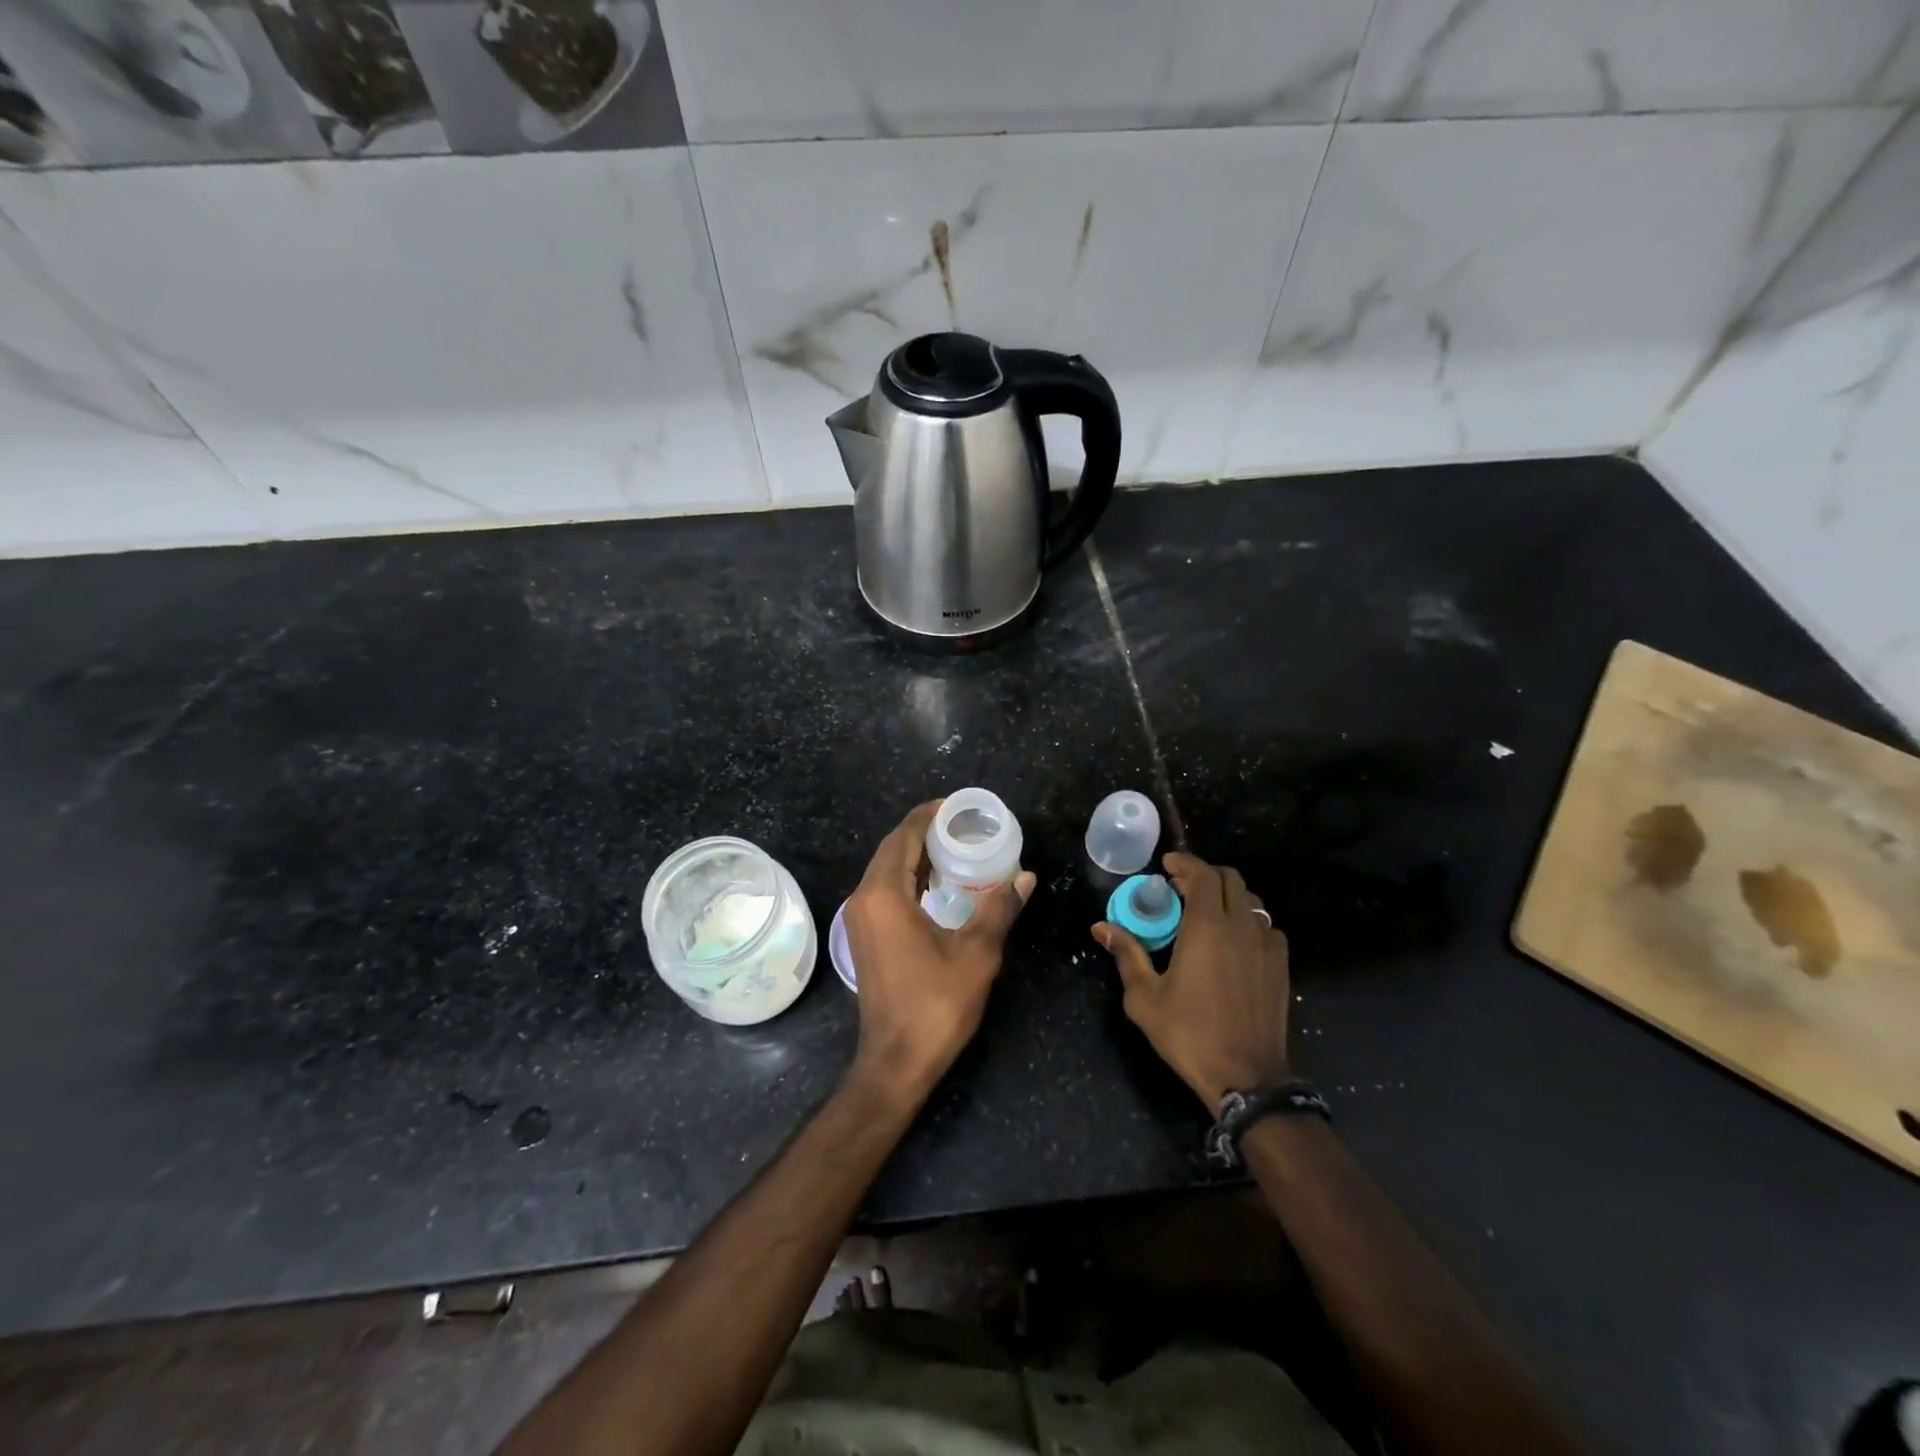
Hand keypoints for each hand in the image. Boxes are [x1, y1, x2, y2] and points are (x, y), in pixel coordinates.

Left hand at [843, 801, 1035, 1104]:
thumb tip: (1026, 877)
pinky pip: (885, 890)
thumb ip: (999, 908)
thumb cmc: (935, 1004)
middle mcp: (864, 899)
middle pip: (892, 849)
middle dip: (923, 830)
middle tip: (962, 823)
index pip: (904, 836)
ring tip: (955, 846)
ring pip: (886, 869)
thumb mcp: (976, 953)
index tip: (957, 805)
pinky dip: (909, 877)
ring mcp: (860, 919)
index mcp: (884, 894)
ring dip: (916, 854)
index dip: (929, 815)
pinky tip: (938, 883)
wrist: (896, 1061)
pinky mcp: (865, 936)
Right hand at [1093, 851, 1290, 1111]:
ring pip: (1251, 900)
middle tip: (1180, 887)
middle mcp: (1241, 926)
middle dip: (1204, 874)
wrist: (1247, 1077)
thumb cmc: (1189, 1033)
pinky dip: (1247, 920)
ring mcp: (1267, 945)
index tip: (1166, 865)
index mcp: (1207, 927)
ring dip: (1227, 895)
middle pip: (1230, 879)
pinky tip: (1233, 940)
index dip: (1184, 862)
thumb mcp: (1145, 997)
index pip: (1202, 874)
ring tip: (1205, 911)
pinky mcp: (1281, 965)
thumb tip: (1101, 927)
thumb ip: (1127, 954)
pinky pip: (1266, 926)